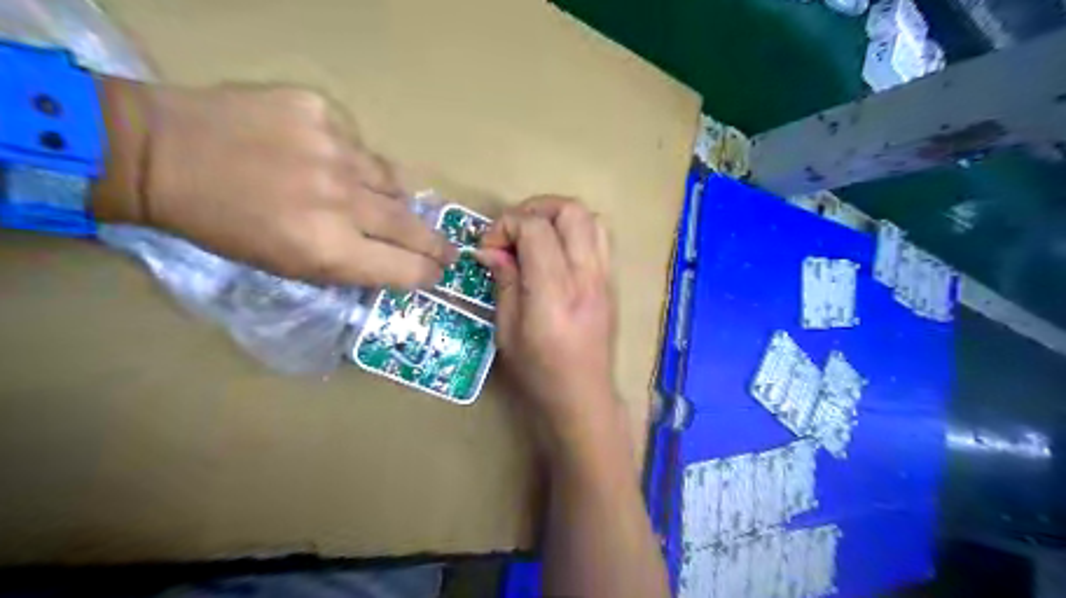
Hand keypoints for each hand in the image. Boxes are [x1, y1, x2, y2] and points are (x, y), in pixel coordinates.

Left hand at [94, 80, 453, 288]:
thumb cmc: (223, 226)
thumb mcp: (285, 266)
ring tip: (375, 202)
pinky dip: (351, 159)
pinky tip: (322, 159)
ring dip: (391, 198)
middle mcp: (342, 202)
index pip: (405, 269)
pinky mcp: (320, 112)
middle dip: (435, 244)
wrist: (161, 153)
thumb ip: (346, 264)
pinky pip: (358, 145)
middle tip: (448, 250)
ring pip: (391, 180)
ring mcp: (334, 150)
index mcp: (328, 249)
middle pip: (412, 226)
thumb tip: (391, 258)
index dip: (426, 274)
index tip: (435, 274)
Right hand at [476, 199, 615, 435]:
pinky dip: (576, 230)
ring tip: (535, 235)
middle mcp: (586, 278)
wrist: (583, 398)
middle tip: (513, 231)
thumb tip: (489, 249)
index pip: (537, 230)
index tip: (489, 245)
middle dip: (535, 208)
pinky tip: (557, 251)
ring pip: (591, 218)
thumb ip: (503, 281)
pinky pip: (601, 237)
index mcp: (554, 294)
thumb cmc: (539, 373)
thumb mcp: (506, 330)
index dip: (507, 225)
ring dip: (558, 216)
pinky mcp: (611, 282)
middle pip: (570, 211)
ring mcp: (604, 278)